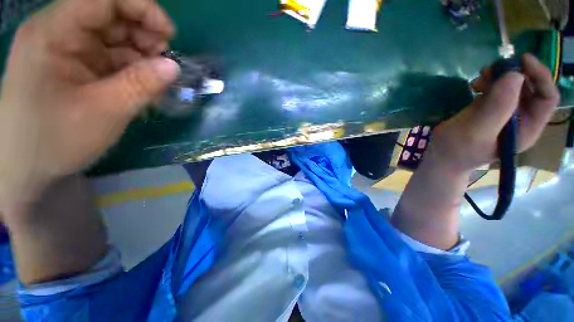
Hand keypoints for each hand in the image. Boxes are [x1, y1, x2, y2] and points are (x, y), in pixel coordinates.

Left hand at [0, 0, 179, 205]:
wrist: (25, 167)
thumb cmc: (54, 140)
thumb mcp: (104, 112)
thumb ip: (141, 84)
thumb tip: (174, 67)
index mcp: (54, 32)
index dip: (142, 8)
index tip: (169, 35)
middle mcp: (59, 32)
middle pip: (111, 14)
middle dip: (143, 33)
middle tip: (164, 62)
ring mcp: (66, 49)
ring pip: (114, 37)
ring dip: (140, 54)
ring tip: (156, 78)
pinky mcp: (74, 66)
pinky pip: (110, 57)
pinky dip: (131, 68)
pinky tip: (143, 85)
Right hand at [430, 54, 559, 172]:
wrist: (439, 156)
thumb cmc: (457, 149)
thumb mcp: (476, 130)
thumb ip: (498, 106)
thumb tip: (515, 74)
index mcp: (527, 129)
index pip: (547, 98)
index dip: (540, 77)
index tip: (522, 60)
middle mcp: (521, 119)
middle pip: (531, 89)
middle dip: (515, 74)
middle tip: (493, 68)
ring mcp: (505, 113)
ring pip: (513, 86)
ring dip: (500, 77)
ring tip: (479, 77)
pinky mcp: (489, 109)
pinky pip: (497, 90)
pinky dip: (488, 82)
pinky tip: (475, 85)